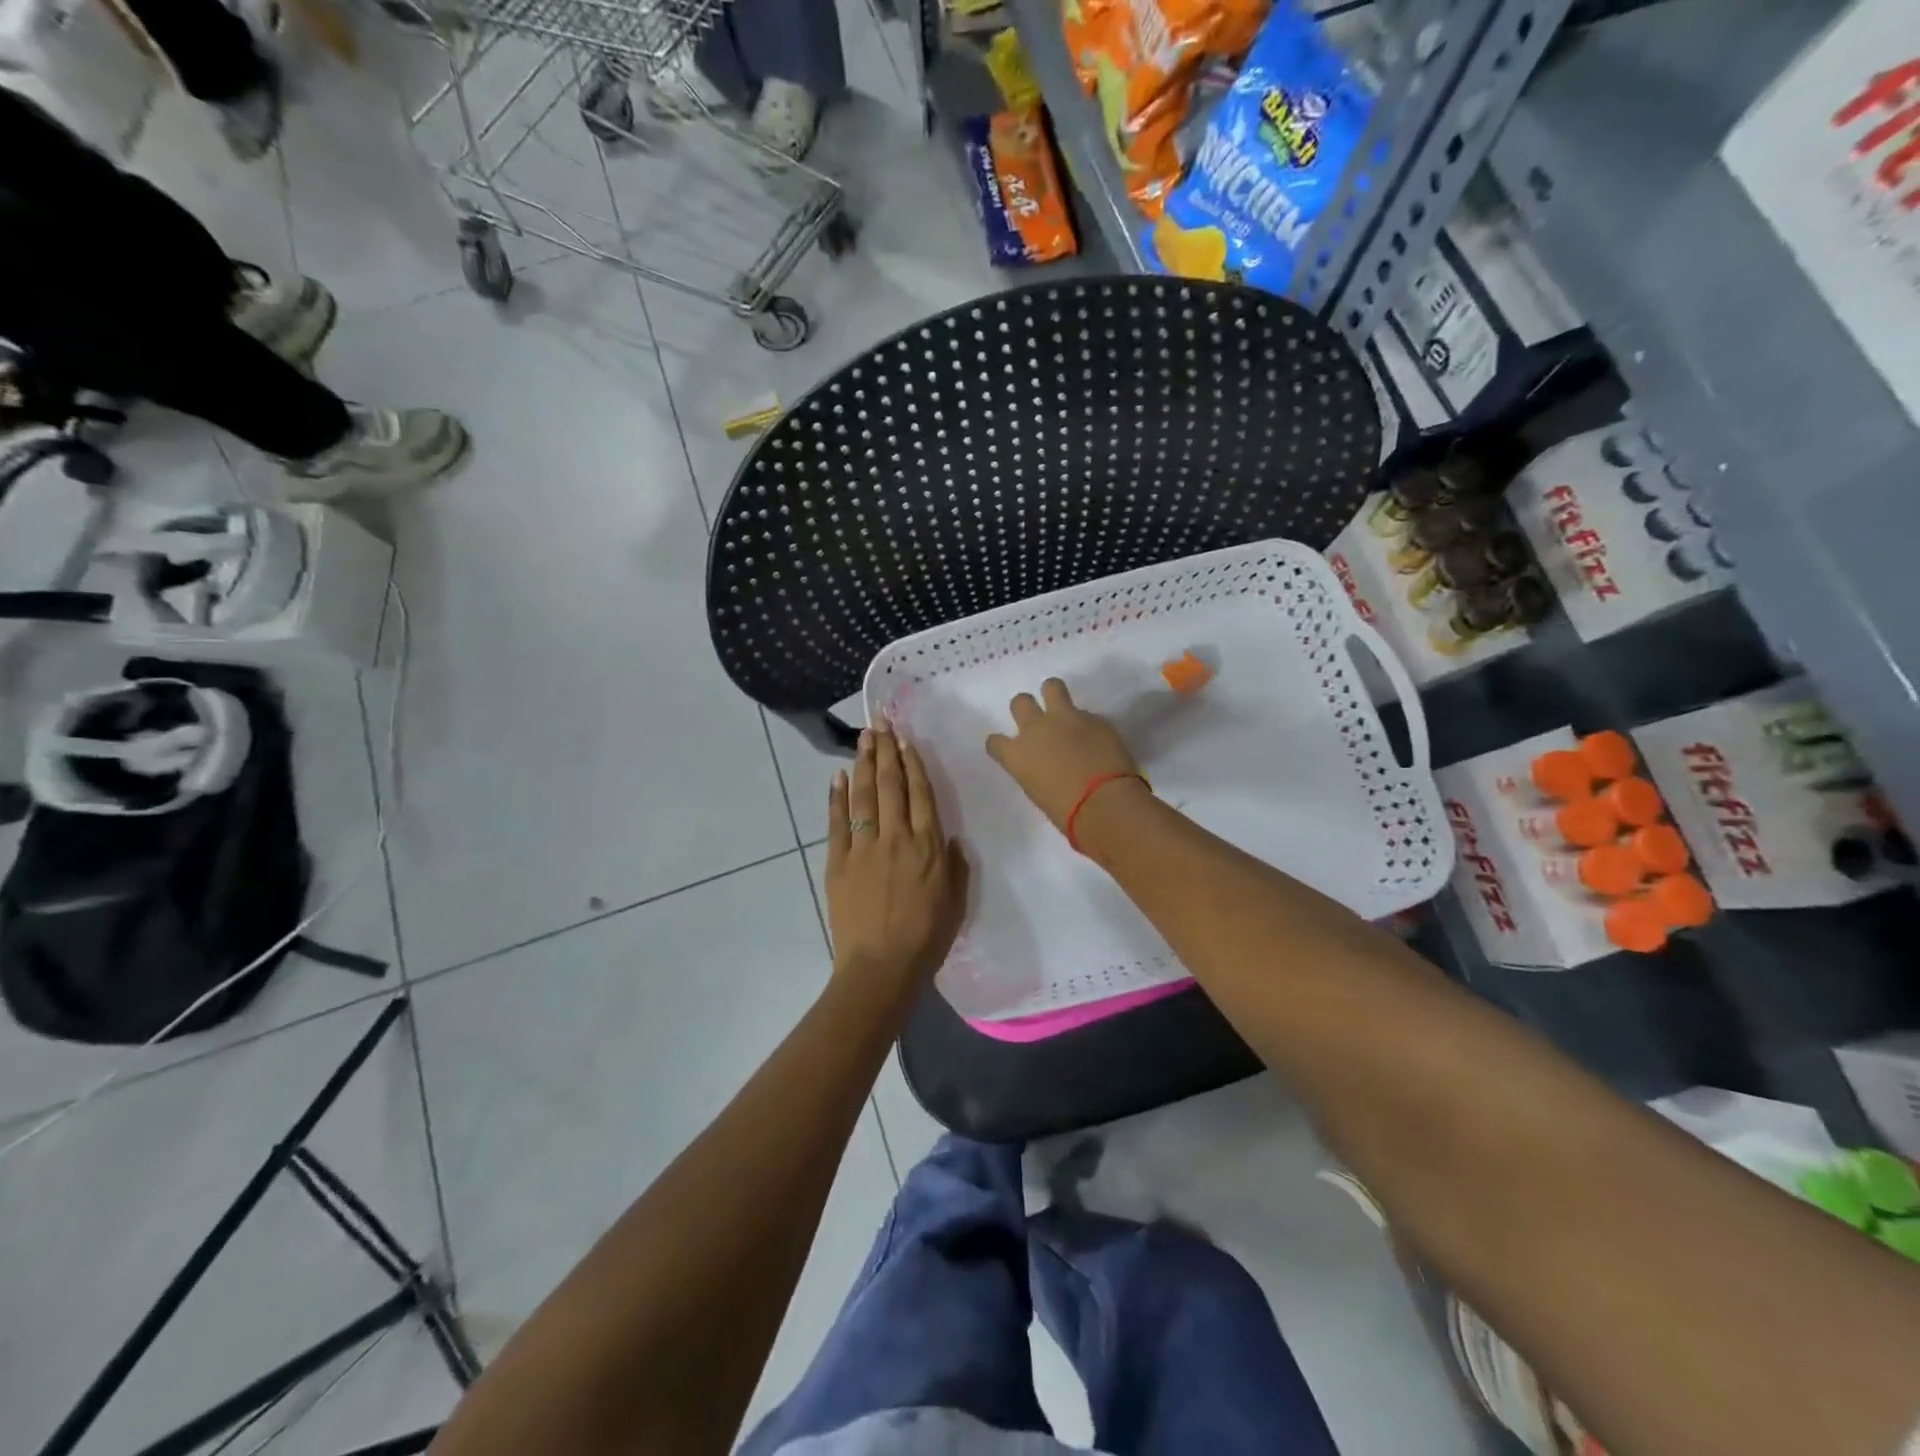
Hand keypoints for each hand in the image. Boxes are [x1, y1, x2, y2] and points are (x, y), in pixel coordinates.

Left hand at [825, 727, 969, 1007]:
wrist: (880, 967)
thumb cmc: (925, 938)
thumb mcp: (955, 902)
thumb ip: (955, 866)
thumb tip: (950, 838)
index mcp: (927, 846)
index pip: (920, 793)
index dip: (912, 763)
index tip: (905, 739)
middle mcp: (896, 837)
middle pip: (890, 785)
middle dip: (886, 751)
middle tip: (880, 723)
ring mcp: (863, 848)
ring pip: (863, 796)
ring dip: (863, 764)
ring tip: (863, 738)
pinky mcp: (838, 862)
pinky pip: (837, 823)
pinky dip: (836, 798)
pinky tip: (837, 776)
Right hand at [984, 677, 1142, 832]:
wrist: (1105, 804)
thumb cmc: (1066, 813)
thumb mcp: (1038, 792)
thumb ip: (1036, 770)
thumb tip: (1047, 763)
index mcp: (1016, 755)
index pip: (995, 741)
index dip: (1001, 745)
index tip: (1010, 750)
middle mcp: (1036, 729)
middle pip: (1020, 702)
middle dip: (1026, 708)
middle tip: (1039, 722)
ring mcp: (1066, 718)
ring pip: (1052, 687)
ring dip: (1054, 695)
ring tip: (1064, 711)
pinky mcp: (1095, 718)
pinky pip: (1087, 714)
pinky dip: (1088, 725)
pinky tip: (1098, 741)